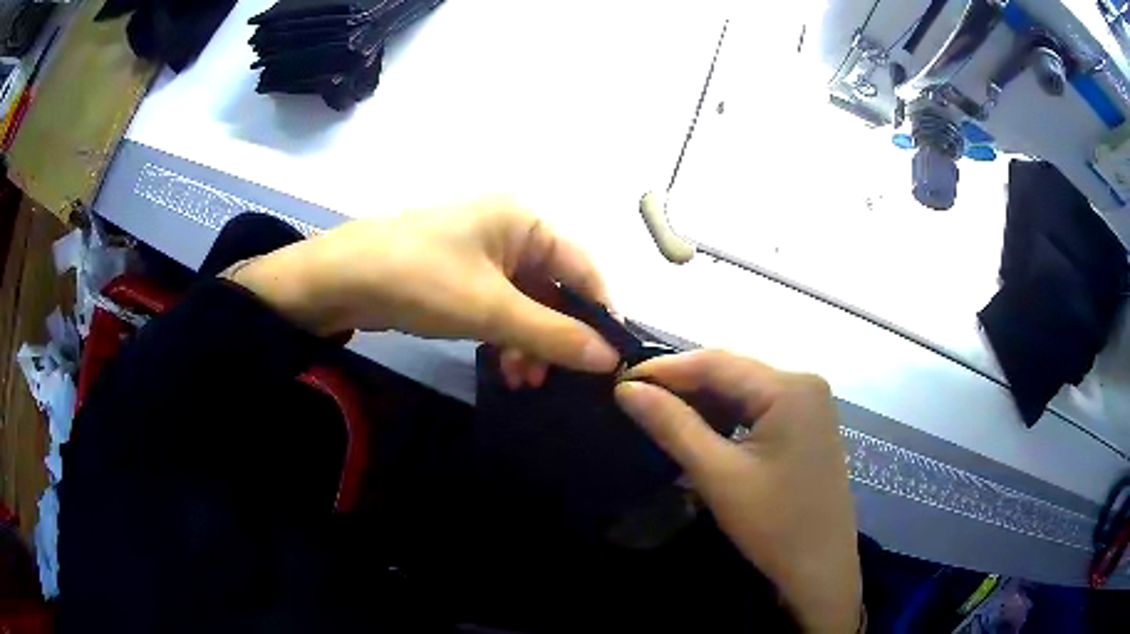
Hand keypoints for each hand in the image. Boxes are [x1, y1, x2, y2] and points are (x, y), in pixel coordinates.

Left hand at [228, 198, 619, 376]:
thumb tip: (610, 359)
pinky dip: (505, 335)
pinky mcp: (462, 274)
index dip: (599, 314)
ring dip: (529, 341)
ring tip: (522, 380)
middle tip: (555, 378)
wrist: (338, 280)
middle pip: (555, 287)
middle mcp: (511, 229)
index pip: (584, 267)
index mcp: (526, 220)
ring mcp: (484, 252)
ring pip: (527, 302)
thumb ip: (554, 335)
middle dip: (556, 335)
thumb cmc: (420, 279)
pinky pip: (500, 306)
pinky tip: (503, 366)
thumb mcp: (491, 309)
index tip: (609, 360)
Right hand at [614, 350, 860, 633]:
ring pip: (744, 390)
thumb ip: (673, 426)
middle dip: (683, 385)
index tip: (620, 381)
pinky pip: (759, 407)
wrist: (821, 568)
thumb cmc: (774, 524)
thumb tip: (626, 389)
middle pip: (733, 372)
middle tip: (634, 400)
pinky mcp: (807, 424)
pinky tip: (701, 430)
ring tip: (660, 414)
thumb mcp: (719, 475)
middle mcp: (804, 383)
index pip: (717, 362)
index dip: (665, 369)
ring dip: (703, 402)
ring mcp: (810, 403)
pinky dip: (727, 416)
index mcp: (790, 387)